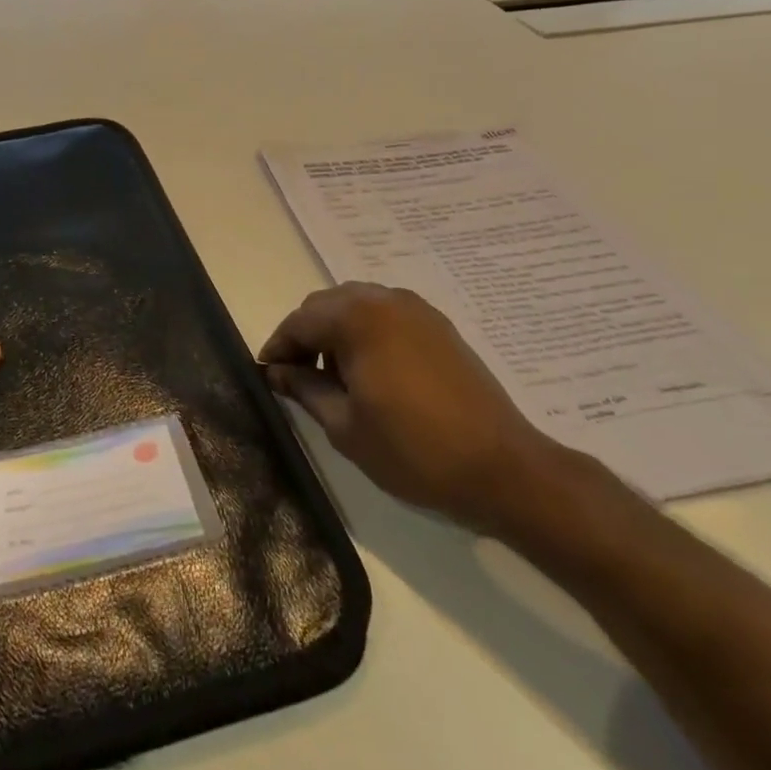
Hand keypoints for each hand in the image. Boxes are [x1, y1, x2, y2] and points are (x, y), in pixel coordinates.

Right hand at [259, 282, 561, 531]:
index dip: (278, 347)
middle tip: (296, 376)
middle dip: (305, 334)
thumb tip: (277, 372)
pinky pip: (387, 314)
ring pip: (357, 305)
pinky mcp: (439, 326)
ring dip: (335, 331)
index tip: (268, 375)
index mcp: (357, 319)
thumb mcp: (345, 426)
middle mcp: (385, 300)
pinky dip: (366, 332)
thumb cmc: (413, 450)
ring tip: (334, 376)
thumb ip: (304, 389)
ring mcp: (417, 310)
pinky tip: (370, 371)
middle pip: (326, 304)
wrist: (502, 468)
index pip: (300, 321)